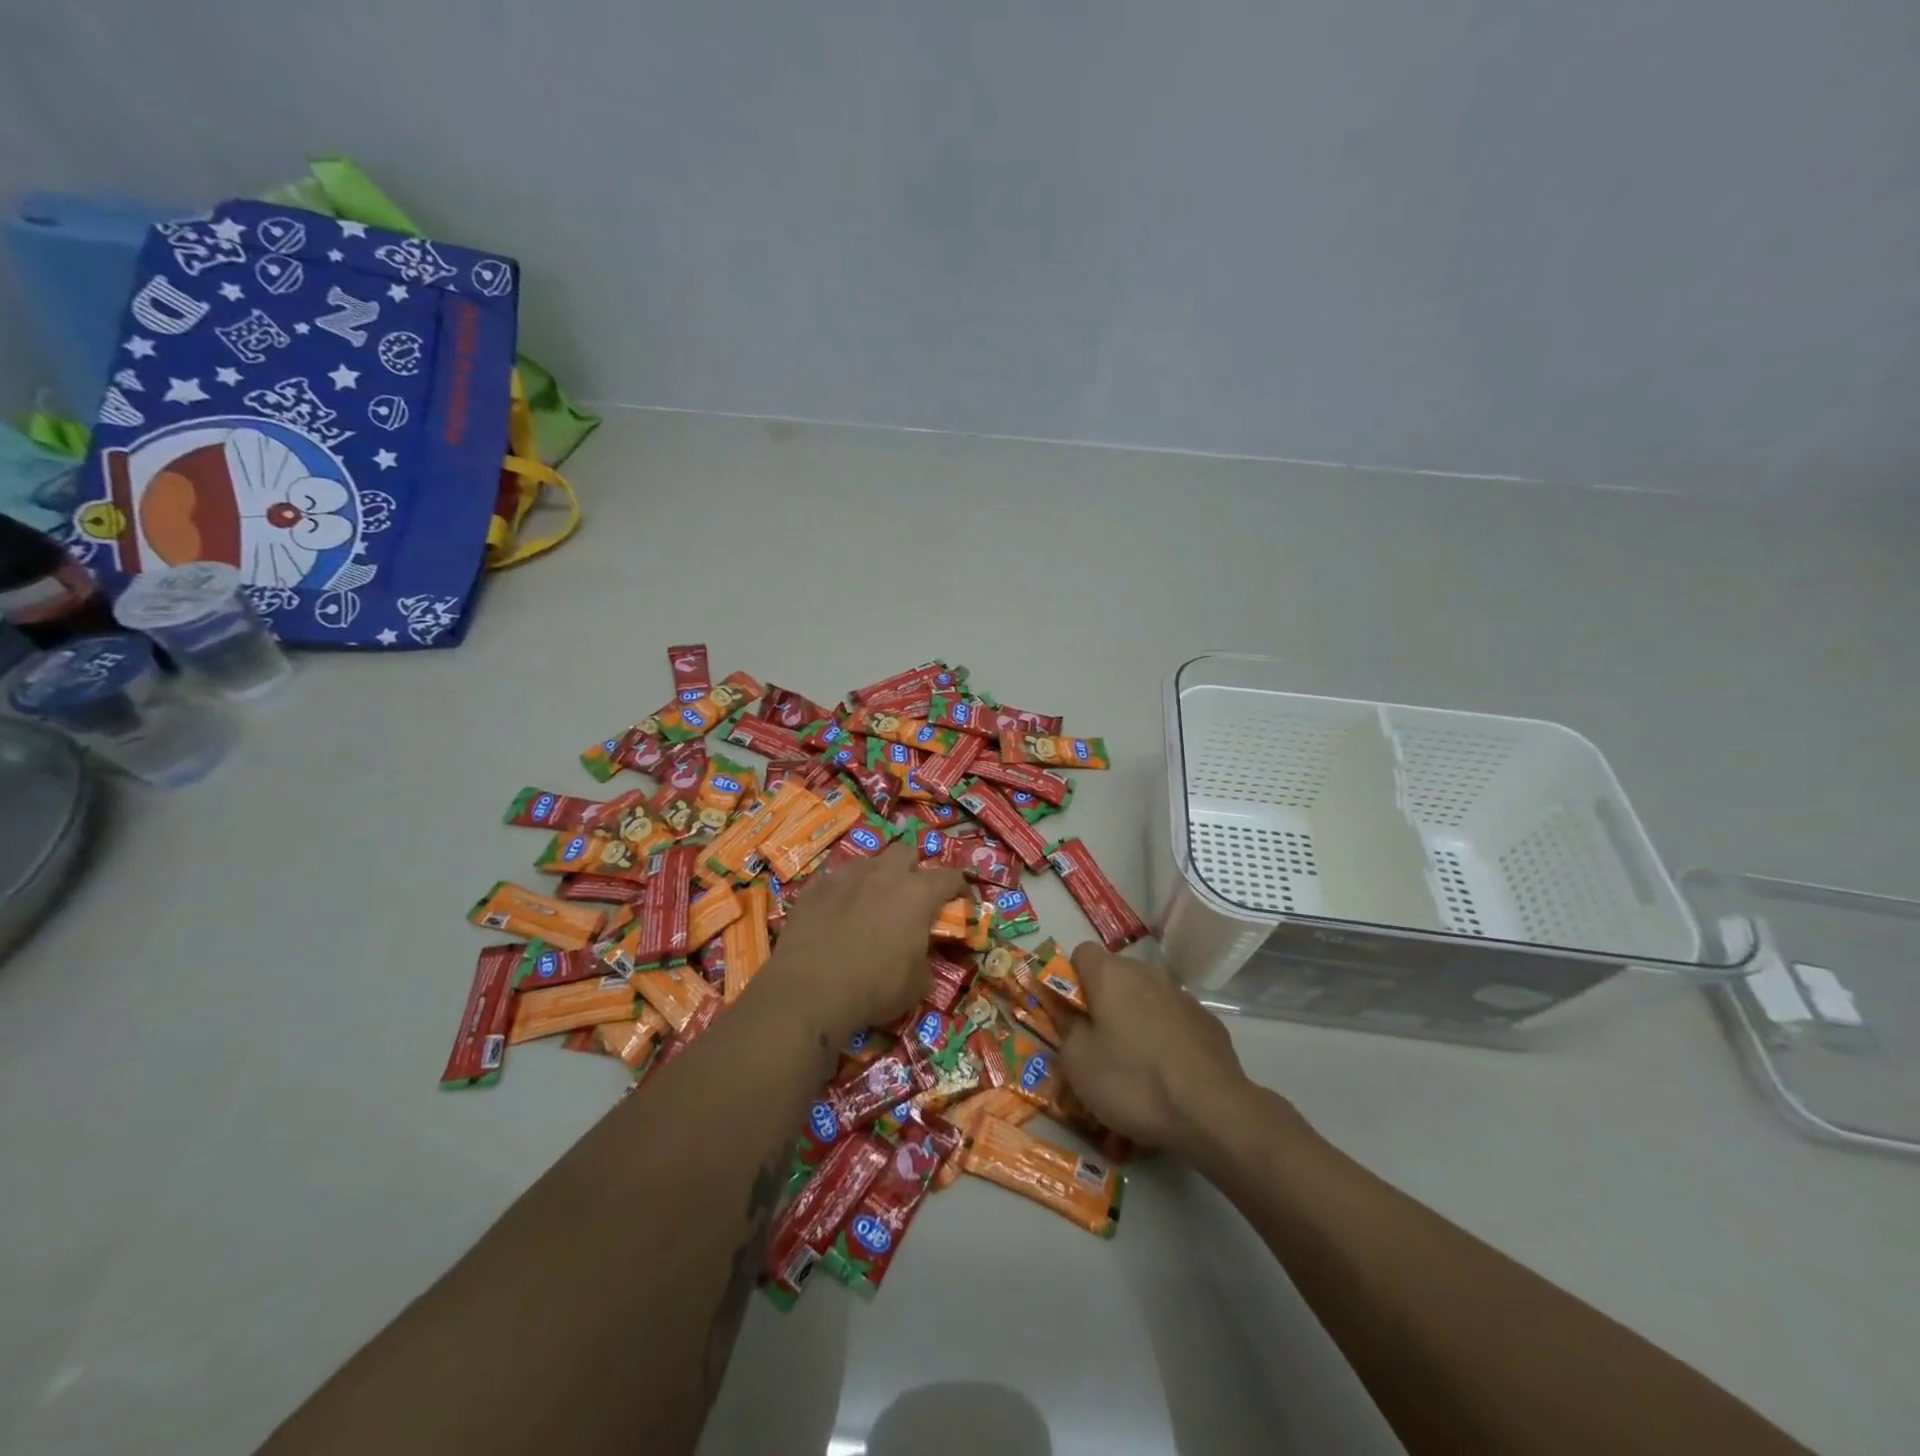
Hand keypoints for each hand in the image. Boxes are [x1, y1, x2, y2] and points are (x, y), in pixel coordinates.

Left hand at [763, 841, 964, 1041]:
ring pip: (867, 862)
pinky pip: (833, 879)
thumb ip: (926, 961)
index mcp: (917, 894)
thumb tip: (921, 958)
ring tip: (871, 901)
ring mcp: (845, 877)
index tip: (960, 900)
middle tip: (911, 896)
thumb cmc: (874, 988)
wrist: (809, 991)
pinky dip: (841, 891)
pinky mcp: (813, 888)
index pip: (950, 877)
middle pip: (906, 852)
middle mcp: (883, 875)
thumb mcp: (917, 985)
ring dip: (875, 876)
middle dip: (913, 869)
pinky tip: (836, 911)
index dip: (959, 887)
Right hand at [1058, 943, 1254, 1151]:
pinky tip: (1167, 1071)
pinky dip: (1164, 1034)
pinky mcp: (1207, 1020)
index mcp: (1110, 974)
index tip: (1072, 1015)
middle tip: (1098, 1043)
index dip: (1071, 980)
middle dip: (1103, 1000)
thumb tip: (1071, 1014)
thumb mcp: (1078, 1062)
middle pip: (1114, 974)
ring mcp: (1181, 994)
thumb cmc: (1132, 1081)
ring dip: (1135, 1017)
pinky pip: (1173, 1018)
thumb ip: (1067, 1028)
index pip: (1081, 953)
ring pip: (1145, 996)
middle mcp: (1147, 972)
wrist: (1212, 1110)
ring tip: (1135, 1062)